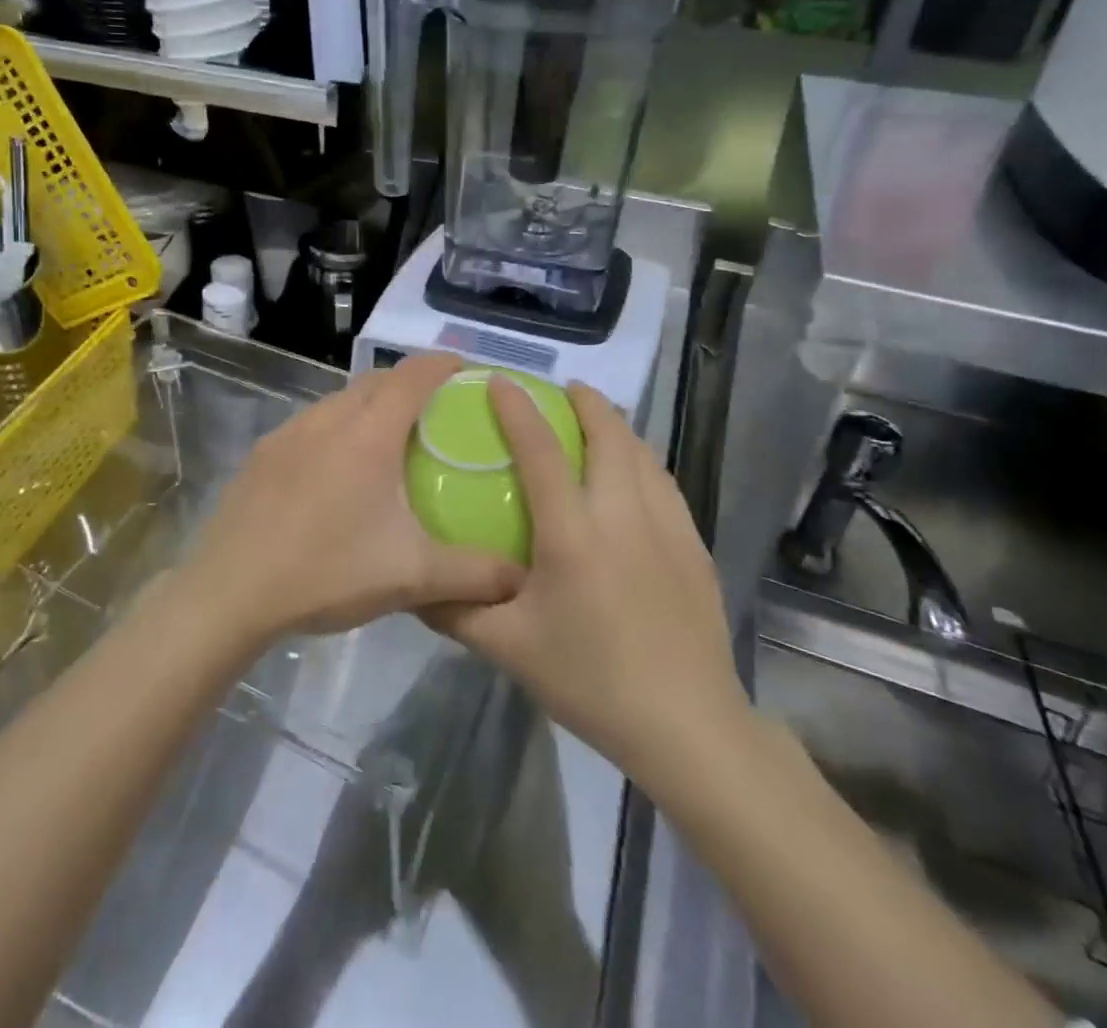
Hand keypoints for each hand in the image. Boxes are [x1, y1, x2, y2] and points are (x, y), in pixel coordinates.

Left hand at [185, 353, 524, 646]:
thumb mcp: (411, 577)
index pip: (413, 376)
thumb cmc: (327, 572)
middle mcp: (328, 419)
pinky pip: (310, 424)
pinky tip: (336, 471)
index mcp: (369, 435)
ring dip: (368, 404)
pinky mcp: (262, 454)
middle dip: (408, 382)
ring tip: (387, 438)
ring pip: (338, 400)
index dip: (443, 363)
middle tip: (434, 410)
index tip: (466, 369)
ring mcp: (289, 433)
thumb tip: (521, 578)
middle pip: (375, 381)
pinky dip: (335, 428)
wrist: (231, 592)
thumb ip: (474, 575)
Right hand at [425, 379, 753, 785]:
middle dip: (586, 401)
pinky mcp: (694, 545)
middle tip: (564, 391)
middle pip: (608, 434)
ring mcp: (667, 526)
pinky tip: (634, 476)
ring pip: (642, 453)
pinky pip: (663, 483)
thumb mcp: (508, 649)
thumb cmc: (590, 680)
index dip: (517, 409)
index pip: (540, 450)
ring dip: (617, 427)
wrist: (686, 724)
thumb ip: (456, 611)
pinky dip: (642, 460)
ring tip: (597, 421)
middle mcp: (622, 514)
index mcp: (573, 533)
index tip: (500, 381)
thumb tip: (413, 585)